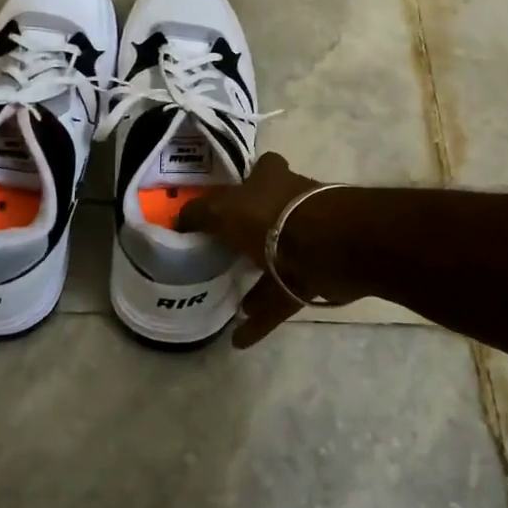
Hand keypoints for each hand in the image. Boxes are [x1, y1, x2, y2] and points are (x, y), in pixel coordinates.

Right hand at [177, 151, 335, 348]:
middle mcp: (292, 204)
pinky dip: (263, 318)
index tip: (230, 198)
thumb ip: (198, 214)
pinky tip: (240, 339)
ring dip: (257, 282)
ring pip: (277, 260)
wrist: (328, 247)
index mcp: (272, 179)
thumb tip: (179, 220)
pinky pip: (283, 297)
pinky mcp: (315, 275)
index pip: (262, 168)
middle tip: (225, 253)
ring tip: (234, 303)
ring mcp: (307, 240)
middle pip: (269, 215)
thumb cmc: (271, 216)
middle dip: (251, 233)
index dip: (249, 178)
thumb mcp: (222, 209)